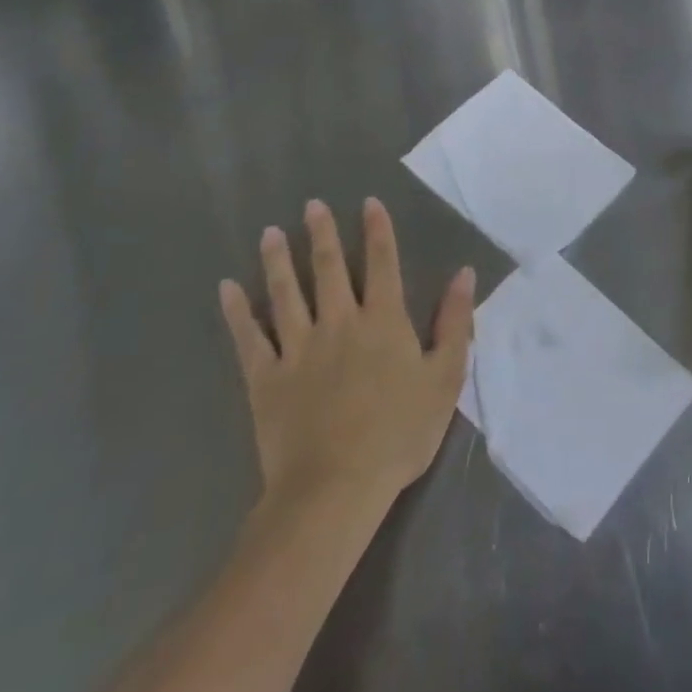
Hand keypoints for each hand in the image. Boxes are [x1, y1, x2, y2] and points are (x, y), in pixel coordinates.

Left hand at [218, 199, 475, 520]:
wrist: (335, 489)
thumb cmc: (399, 432)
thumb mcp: (445, 377)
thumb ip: (454, 321)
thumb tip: (464, 273)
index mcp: (384, 320)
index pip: (383, 263)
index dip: (378, 230)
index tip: (368, 202)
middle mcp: (340, 322)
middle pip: (330, 268)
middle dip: (323, 234)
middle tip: (312, 204)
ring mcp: (299, 349)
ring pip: (287, 294)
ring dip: (278, 260)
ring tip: (269, 232)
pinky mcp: (266, 379)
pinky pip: (249, 338)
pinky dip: (237, 312)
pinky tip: (227, 289)